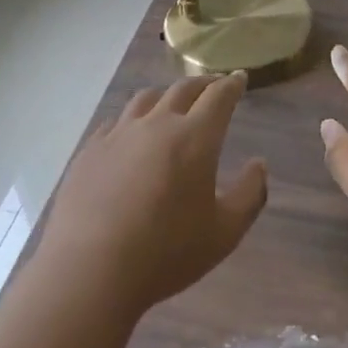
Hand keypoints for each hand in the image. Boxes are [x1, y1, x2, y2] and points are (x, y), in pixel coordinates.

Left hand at [38, 71, 267, 317]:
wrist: (90, 270)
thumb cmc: (166, 253)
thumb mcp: (225, 232)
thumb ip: (250, 194)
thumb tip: (258, 164)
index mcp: (195, 138)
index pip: (219, 97)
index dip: (232, 84)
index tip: (240, 78)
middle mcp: (157, 124)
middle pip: (182, 89)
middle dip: (203, 84)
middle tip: (213, 86)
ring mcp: (118, 135)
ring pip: (146, 99)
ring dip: (166, 96)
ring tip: (172, 104)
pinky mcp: (89, 151)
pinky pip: (115, 122)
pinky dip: (132, 119)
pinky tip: (130, 133)